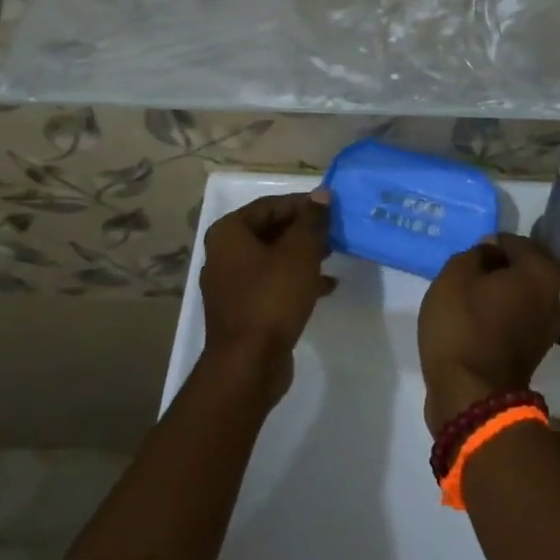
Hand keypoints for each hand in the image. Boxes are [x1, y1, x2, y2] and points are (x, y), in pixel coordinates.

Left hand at [200, 192, 335, 376]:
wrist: (248, 365)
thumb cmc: (272, 298)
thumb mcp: (299, 253)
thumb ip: (312, 220)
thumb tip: (321, 194)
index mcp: (229, 233)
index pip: (270, 205)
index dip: (302, 204)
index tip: (332, 208)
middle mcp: (224, 254)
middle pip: (270, 230)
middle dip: (303, 230)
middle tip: (335, 230)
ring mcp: (232, 284)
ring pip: (273, 258)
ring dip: (303, 255)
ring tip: (334, 254)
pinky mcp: (244, 310)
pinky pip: (273, 284)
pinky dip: (296, 280)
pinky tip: (326, 286)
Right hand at [418, 234, 559, 433]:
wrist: (471, 395)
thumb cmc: (463, 326)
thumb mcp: (455, 275)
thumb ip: (475, 253)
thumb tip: (490, 253)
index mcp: (543, 271)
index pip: (512, 241)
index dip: (486, 247)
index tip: (467, 261)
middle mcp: (556, 295)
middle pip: (523, 267)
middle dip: (497, 268)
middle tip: (468, 277)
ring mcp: (550, 326)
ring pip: (521, 293)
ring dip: (500, 292)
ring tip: (470, 299)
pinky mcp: (537, 349)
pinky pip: (518, 316)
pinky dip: (502, 314)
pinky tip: (479, 320)